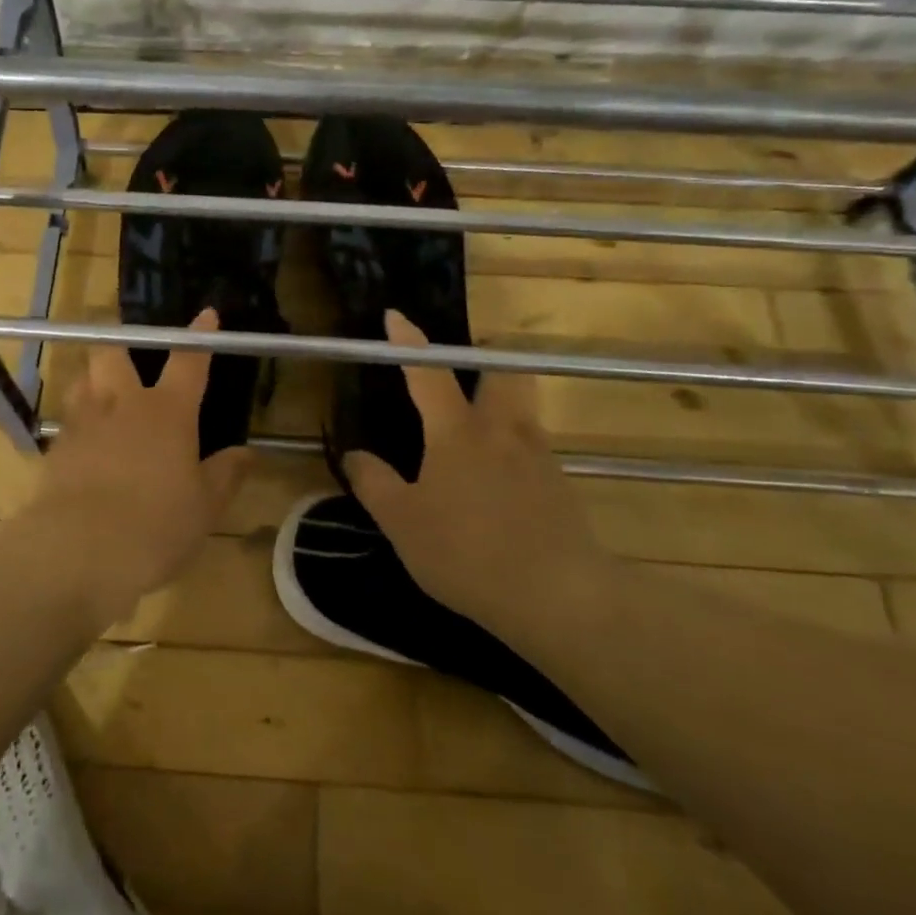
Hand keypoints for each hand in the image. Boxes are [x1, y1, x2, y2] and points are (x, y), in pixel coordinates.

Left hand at [24, 309, 249, 629]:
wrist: (80, 550)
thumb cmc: (156, 526)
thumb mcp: (204, 507)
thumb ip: (225, 475)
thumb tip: (247, 453)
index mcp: (168, 412)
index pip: (188, 362)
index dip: (199, 337)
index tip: (206, 315)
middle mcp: (123, 405)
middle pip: (113, 352)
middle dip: (120, 342)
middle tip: (128, 350)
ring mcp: (84, 423)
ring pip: (83, 379)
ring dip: (93, 377)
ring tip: (103, 390)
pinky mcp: (56, 448)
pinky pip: (67, 419)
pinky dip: (77, 420)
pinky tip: (85, 440)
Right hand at [342, 311, 611, 638]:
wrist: (560, 598)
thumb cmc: (467, 552)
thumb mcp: (402, 523)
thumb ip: (374, 483)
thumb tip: (355, 454)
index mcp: (457, 432)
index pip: (428, 372)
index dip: (408, 342)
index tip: (395, 315)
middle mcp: (502, 430)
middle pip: (502, 372)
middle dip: (482, 359)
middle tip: (460, 372)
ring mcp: (538, 456)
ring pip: (521, 407)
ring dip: (498, 402)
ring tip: (470, 433)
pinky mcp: (559, 485)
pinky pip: (531, 446)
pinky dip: (510, 447)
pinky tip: (493, 484)